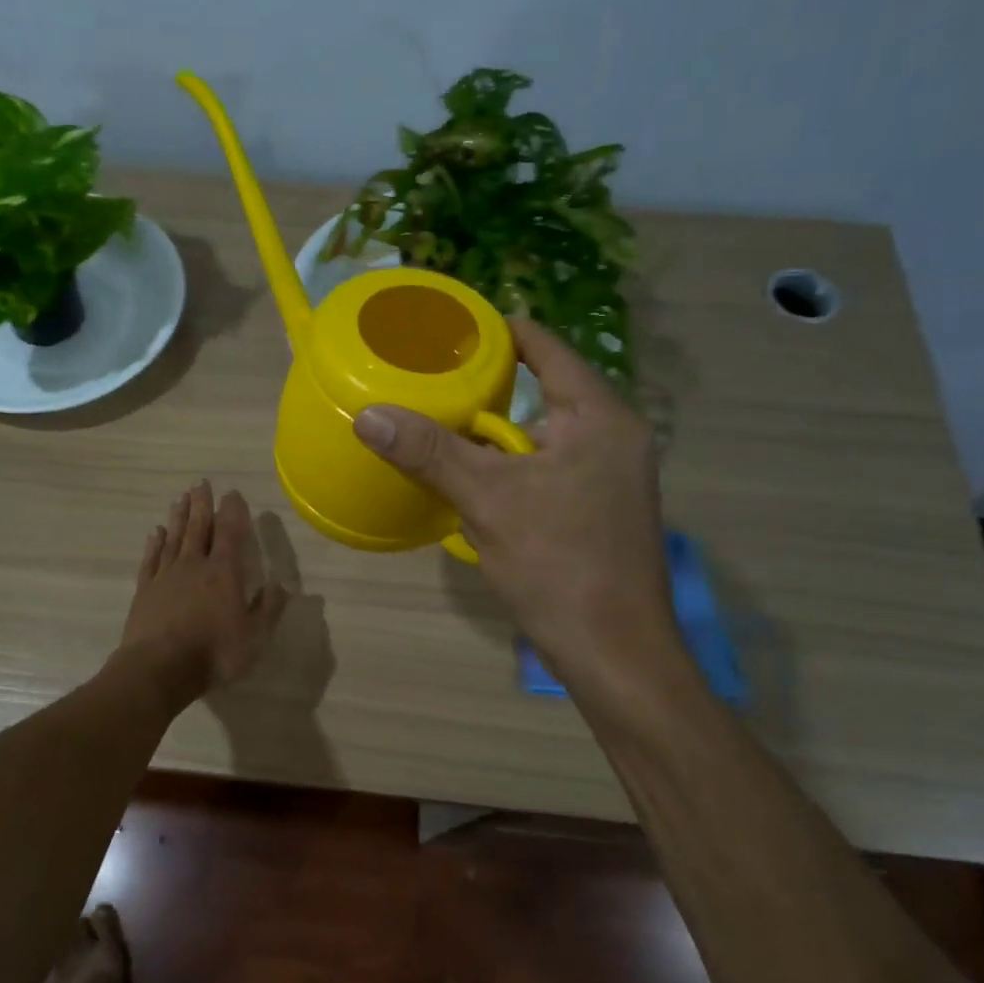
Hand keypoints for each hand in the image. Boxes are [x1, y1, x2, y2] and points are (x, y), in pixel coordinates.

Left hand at [115, 480, 288, 713]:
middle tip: (201, 483)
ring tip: (181, 498)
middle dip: (202, 504)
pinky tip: (157, 532)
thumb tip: (280, 585)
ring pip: (174, 537)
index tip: (233, 493)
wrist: (158, 668)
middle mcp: (194, 565)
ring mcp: (166, 575)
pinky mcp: (145, 589)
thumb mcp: (254, 637)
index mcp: (223, 572)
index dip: (233, 511)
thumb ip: (268, 608)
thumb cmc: (213, 652)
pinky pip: (151, 558)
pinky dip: (155, 543)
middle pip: (198, 527)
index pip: (230, 532)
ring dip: (179, 516)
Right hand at [353, 317, 685, 693]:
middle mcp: (613, 438)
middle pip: (545, 391)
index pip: (548, 349)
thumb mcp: (488, 500)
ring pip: (542, 436)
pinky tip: (471, 479)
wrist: (614, 652)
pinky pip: (547, 469)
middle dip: (489, 385)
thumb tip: (369, 415)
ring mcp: (609, 478)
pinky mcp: (597, 511)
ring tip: (441, 422)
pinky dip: (509, 466)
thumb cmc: (559, 564)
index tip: (450, 330)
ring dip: (496, 432)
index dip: (500, 332)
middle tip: (433, 378)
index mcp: (600, 418)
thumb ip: (431, 453)